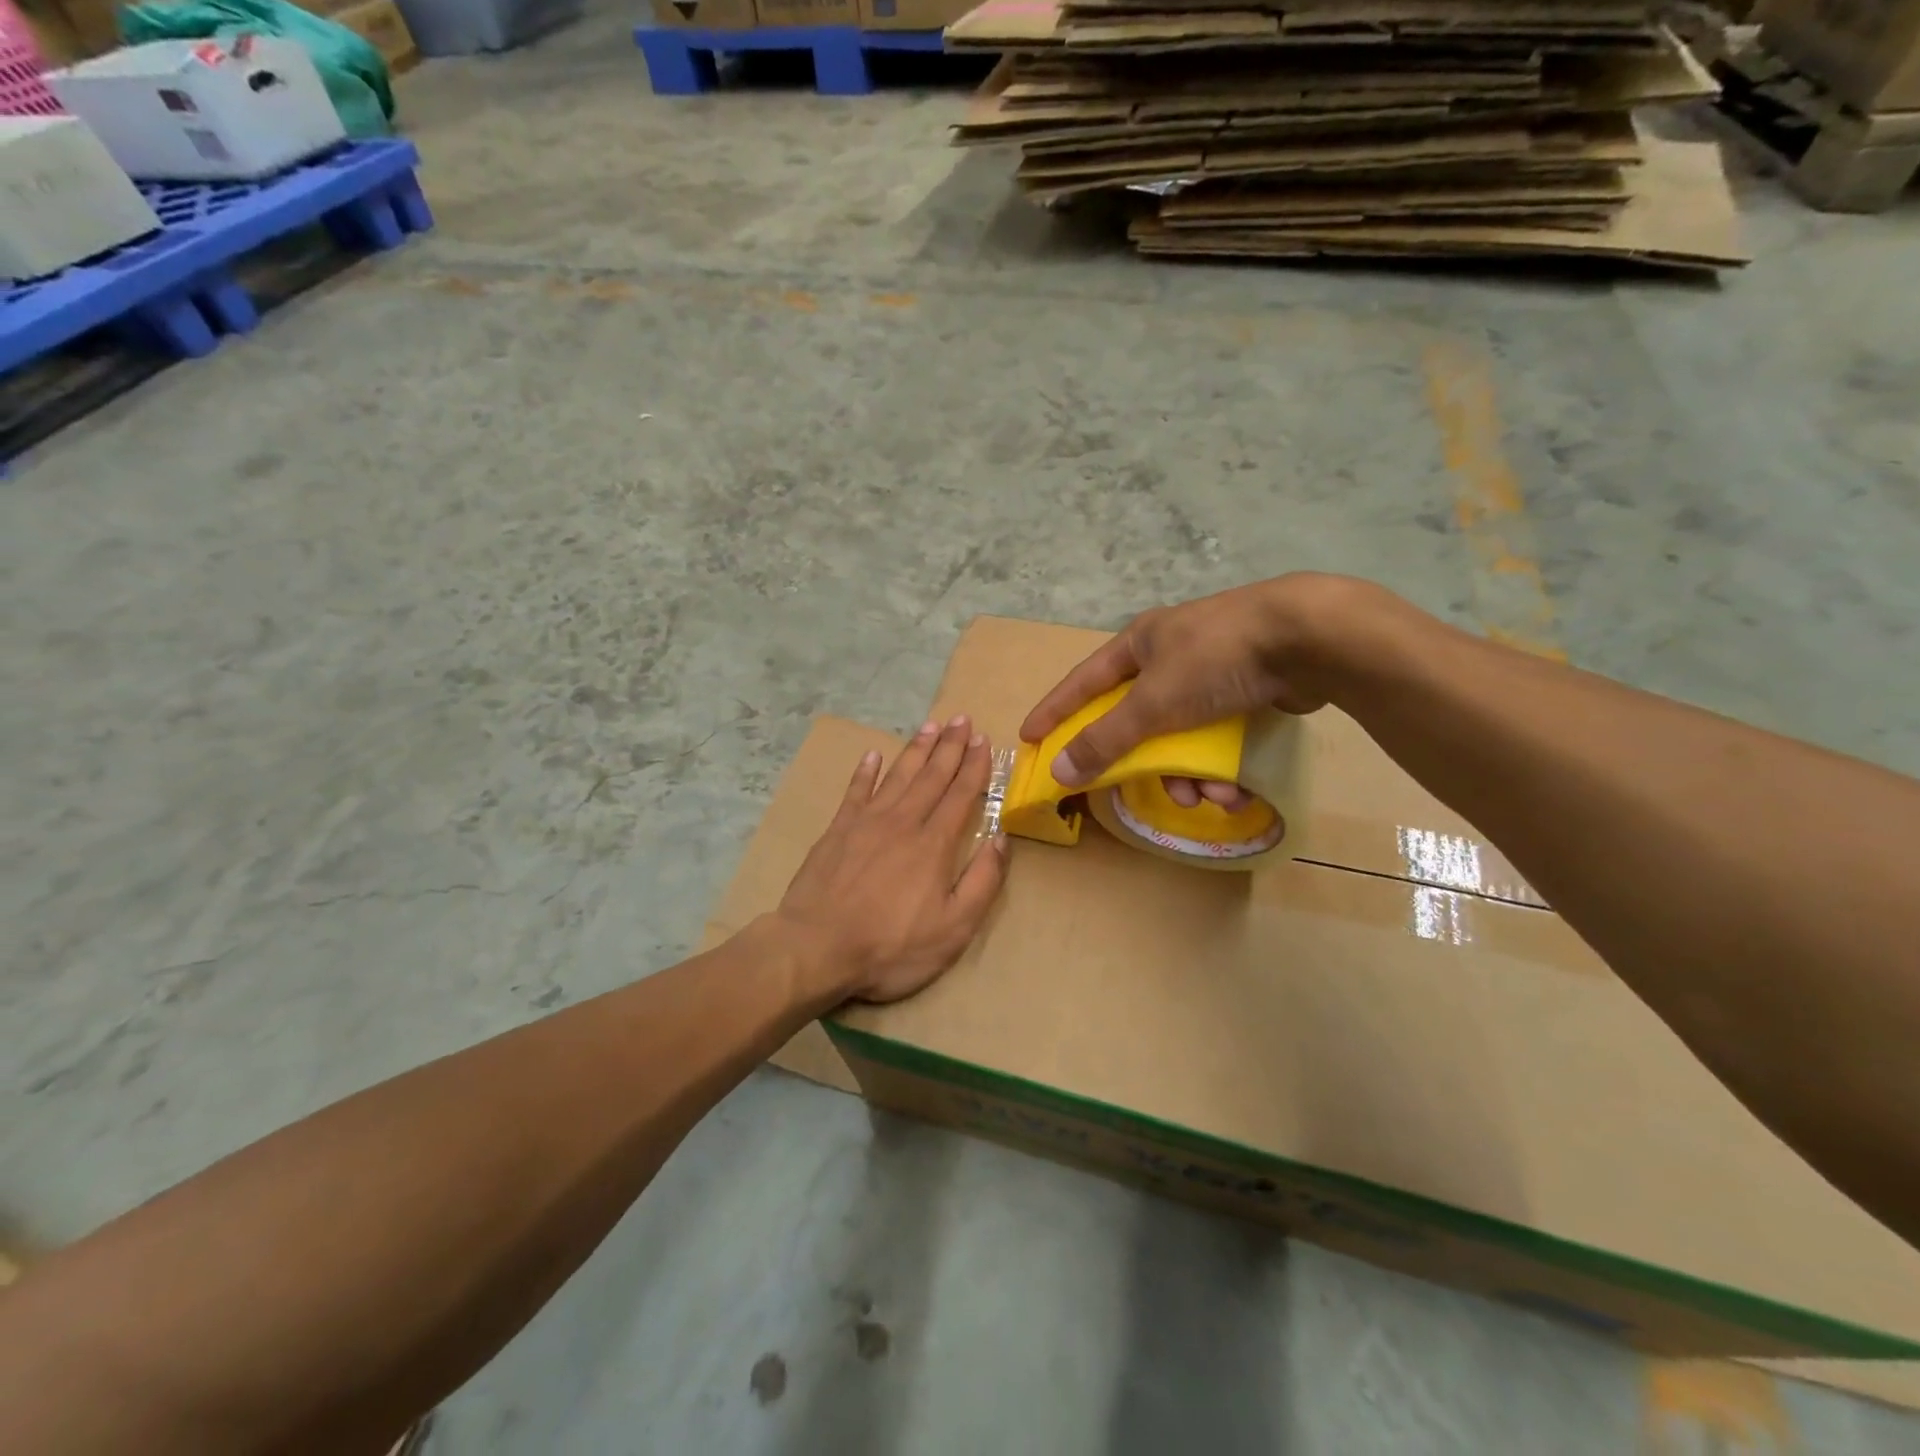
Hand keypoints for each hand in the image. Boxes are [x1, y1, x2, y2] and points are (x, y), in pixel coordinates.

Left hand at [778, 715, 1008, 1004]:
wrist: (816, 948)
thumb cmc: (891, 946)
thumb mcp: (954, 928)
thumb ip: (982, 881)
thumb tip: (1002, 839)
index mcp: (934, 844)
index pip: (961, 795)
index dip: (974, 766)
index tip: (983, 740)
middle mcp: (903, 822)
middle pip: (931, 776)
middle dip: (949, 746)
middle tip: (961, 719)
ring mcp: (866, 823)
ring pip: (897, 776)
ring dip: (916, 750)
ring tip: (930, 726)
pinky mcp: (837, 831)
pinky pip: (855, 791)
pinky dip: (865, 771)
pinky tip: (873, 755)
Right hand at [1020, 574, 1360, 788]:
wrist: (1309, 638)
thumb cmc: (1215, 659)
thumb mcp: (1152, 703)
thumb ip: (1105, 740)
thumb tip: (1059, 772)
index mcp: (1139, 644)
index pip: (1082, 681)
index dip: (1055, 711)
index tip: (1030, 737)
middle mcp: (1170, 654)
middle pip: (1135, 719)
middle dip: (1139, 761)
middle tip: (1132, 789)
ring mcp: (1210, 672)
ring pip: (1179, 736)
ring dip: (1187, 774)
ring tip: (1204, 797)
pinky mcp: (1247, 691)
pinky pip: (1215, 739)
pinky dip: (1219, 767)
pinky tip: (1234, 790)